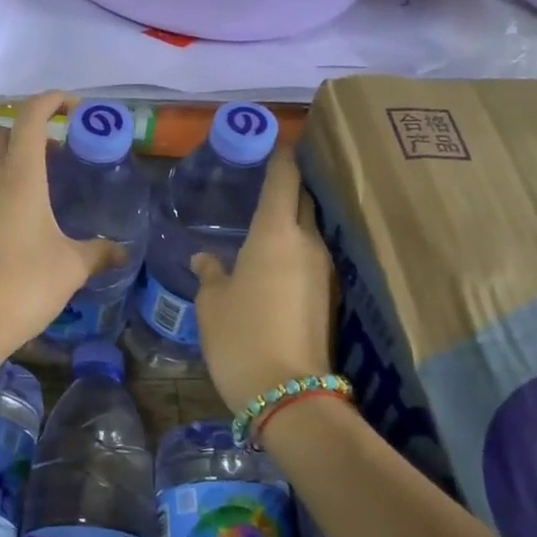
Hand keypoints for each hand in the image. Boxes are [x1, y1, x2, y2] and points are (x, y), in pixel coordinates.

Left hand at [0, 93, 122, 358]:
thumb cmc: (24, 284)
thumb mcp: (72, 266)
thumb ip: (99, 252)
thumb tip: (123, 250)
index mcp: (20, 177)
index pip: (30, 118)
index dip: (51, 101)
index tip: (75, 105)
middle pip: (3, 133)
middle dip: (31, 129)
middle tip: (63, 149)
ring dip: (18, 159)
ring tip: (52, 184)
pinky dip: (8, 184)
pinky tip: (31, 216)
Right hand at [192, 148, 335, 409]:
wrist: (289, 394)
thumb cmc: (240, 337)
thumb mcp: (212, 303)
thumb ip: (211, 273)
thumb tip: (206, 257)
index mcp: (275, 234)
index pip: (284, 180)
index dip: (280, 157)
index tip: (275, 141)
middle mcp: (308, 244)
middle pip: (303, 201)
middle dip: (288, 187)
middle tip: (264, 182)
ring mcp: (324, 272)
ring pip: (308, 232)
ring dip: (291, 222)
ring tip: (263, 223)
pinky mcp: (329, 297)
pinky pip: (310, 259)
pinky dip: (294, 251)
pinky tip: (273, 263)